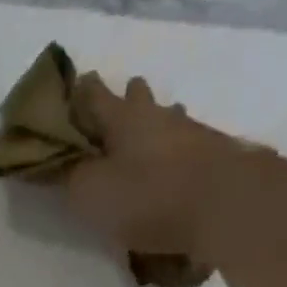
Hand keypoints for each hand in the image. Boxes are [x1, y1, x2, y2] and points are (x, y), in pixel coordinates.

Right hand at [62, 74, 251, 261]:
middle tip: (124, 95)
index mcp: (122, 119)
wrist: (225, 205)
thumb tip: (62, 165)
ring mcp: (193, 134)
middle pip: (140, 100)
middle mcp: (158, 118)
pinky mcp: (216, 157)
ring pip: (170, 119)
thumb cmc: (147, 196)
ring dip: (160, 119)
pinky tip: (178, 160)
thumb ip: (71, 178)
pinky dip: (178, 150)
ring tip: (155, 126)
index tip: (78, 81)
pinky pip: (189, 146)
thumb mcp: (90, 193)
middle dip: (129, 95)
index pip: (96, 96)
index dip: (83, 91)